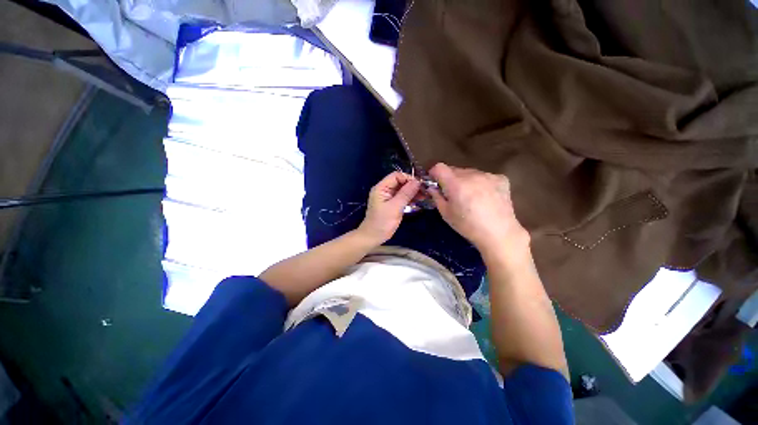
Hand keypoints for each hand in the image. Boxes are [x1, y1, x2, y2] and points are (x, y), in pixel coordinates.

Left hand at [358, 171, 420, 244]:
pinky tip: (419, 200)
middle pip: (400, 182)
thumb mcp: (395, 207)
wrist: (373, 237)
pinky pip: (402, 197)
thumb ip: (406, 193)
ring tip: (424, 196)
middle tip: (425, 191)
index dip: (408, 178)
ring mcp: (388, 197)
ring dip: (413, 192)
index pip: (396, 176)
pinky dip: (410, 198)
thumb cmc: (382, 222)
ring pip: (402, 190)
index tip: (420, 185)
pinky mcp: (392, 204)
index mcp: (381, 187)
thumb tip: (417, 181)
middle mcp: (385, 190)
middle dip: (412, 185)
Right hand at [428, 163, 529, 257]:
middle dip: (450, 179)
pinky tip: (485, 197)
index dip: (434, 173)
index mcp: (456, 184)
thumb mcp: (446, 214)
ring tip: (471, 197)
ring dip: (466, 181)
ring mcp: (488, 175)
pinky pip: (484, 176)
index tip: (435, 182)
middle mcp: (471, 175)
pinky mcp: (501, 178)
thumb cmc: (468, 226)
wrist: (499, 233)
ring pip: (470, 173)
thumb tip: (432, 187)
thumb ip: (437, 197)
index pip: (440, 167)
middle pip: (455, 170)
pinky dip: (481, 183)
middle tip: (453, 194)